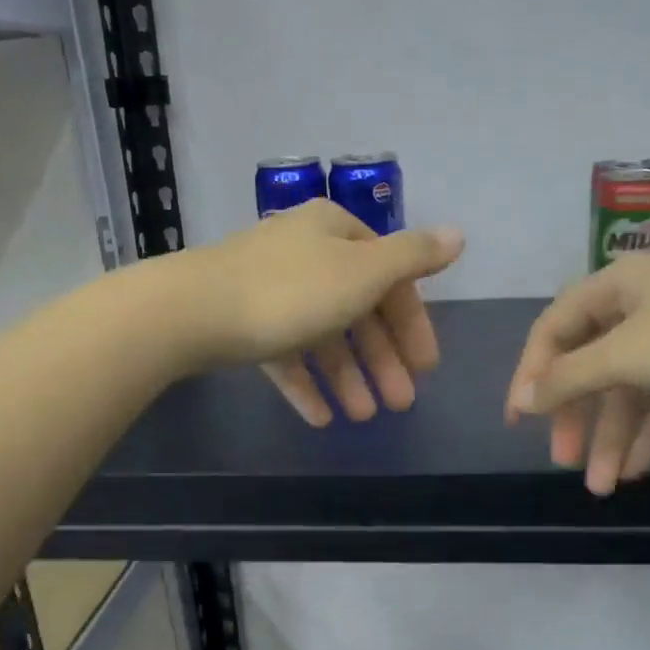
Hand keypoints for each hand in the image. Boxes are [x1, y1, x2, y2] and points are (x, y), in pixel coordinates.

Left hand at [182, 199, 464, 424]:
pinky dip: (306, 382)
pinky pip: (285, 353)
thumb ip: (413, 256)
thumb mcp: (363, 272)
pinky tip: (321, 417)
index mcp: (335, 232)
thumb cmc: (290, 291)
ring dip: (348, 376)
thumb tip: (459, 234)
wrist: (191, 312)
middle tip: (401, 404)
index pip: (389, 276)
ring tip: (363, 417)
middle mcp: (305, 253)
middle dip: (382, 359)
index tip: (427, 367)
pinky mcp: (242, 321)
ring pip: (322, 335)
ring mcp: (270, 288)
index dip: (412, 323)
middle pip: (357, 309)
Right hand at [504, 254, 649, 494]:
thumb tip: (526, 398)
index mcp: (613, 288)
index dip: (532, 375)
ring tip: (601, 486)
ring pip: (630, 390)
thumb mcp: (628, 354)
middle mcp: (638, 308)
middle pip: (590, 366)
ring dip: (613, 436)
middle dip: (576, 417)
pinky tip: (639, 469)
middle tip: (562, 462)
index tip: (519, 421)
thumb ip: (571, 378)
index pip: (552, 330)